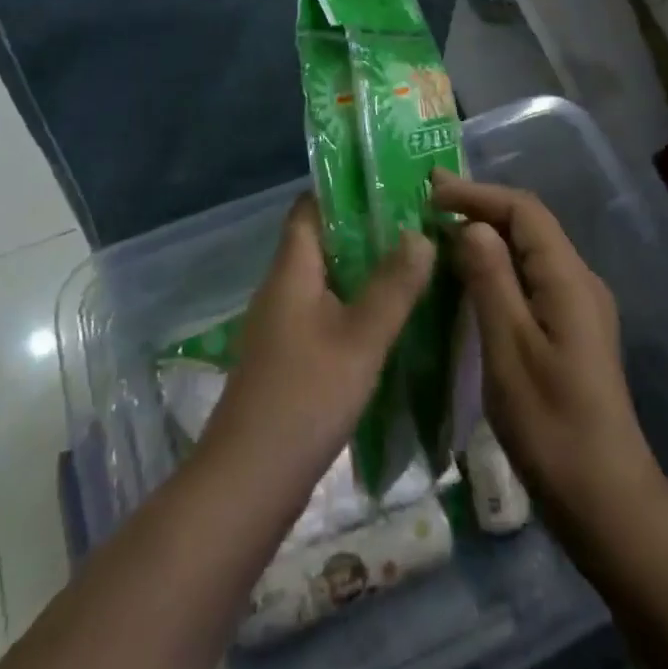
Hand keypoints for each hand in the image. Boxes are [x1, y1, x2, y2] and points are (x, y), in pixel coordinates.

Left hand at [200, 193, 434, 501]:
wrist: (248, 483)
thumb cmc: (304, 397)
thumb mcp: (360, 338)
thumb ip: (393, 285)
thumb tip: (419, 233)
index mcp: (291, 270)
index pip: (310, 208)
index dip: (344, 191)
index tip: (391, 185)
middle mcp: (282, 289)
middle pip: (323, 243)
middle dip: (367, 232)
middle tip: (418, 226)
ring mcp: (283, 326)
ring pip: (328, 282)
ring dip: (365, 272)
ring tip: (416, 266)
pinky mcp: (290, 359)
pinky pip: (327, 315)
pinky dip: (357, 308)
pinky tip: (391, 322)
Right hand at [431, 170, 665, 533]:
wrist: (605, 501)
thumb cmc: (551, 425)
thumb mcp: (509, 349)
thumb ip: (491, 280)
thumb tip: (471, 225)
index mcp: (568, 280)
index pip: (524, 211)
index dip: (477, 194)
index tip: (431, 192)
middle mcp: (579, 282)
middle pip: (529, 225)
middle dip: (480, 208)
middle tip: (428, 203)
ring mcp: (578, 307)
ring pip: (530, 251)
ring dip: (487, 235)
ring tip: (440, 231)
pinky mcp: (571, 330)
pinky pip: (531, 277)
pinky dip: (498, 264)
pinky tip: (469, 277)